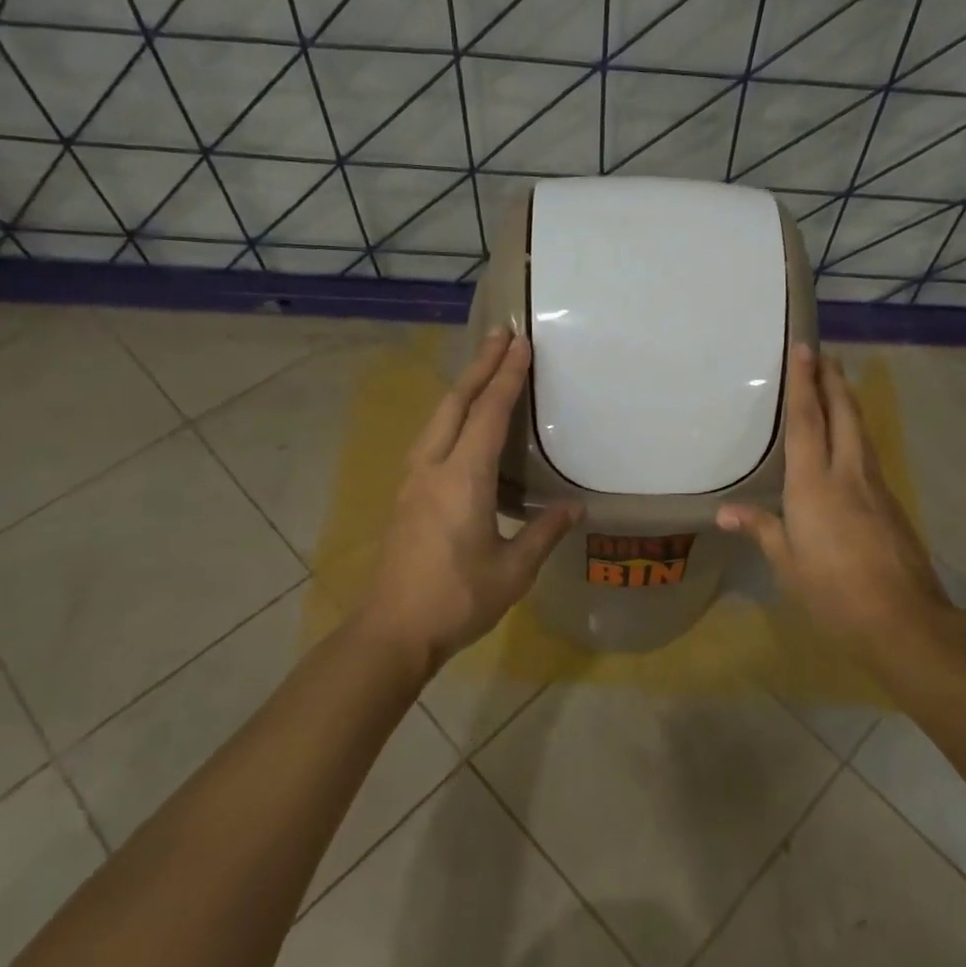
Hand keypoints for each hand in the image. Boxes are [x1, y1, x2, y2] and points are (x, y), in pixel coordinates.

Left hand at [351, 328, 580, 677]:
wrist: (391, 632)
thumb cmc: (457, 601)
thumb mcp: (512, 571)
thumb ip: (543, 533)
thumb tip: (574, 508)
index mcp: (463, 479)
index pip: (488, 414)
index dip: (506, 377)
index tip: (521, 344)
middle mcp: (433, 468)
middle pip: (455, 403)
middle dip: (479, 365)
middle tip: (501, 334)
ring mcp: (412, 480)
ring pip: (437, 417)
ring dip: (462, 387)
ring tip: (483, 367)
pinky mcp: (405, 496)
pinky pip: (430, 438)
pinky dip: (450, 414)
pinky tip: (459, 422)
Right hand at [717, 344, 955, 668]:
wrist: (902, 618)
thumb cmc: (833, 591)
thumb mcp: (788, 564)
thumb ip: (761, 529)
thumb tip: (725, 512)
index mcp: (814, 484)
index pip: (807, 421)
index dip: (804, 383)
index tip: (804, 349)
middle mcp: (847, 473)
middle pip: (843, 414)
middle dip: (832, 380)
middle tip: (824, 354)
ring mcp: (875, 486)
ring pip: (861, 431)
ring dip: (849, 401)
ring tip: (838, 383)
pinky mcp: (891, 503)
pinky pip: (870, 454)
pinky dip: (858, 432)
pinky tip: (853, 440)